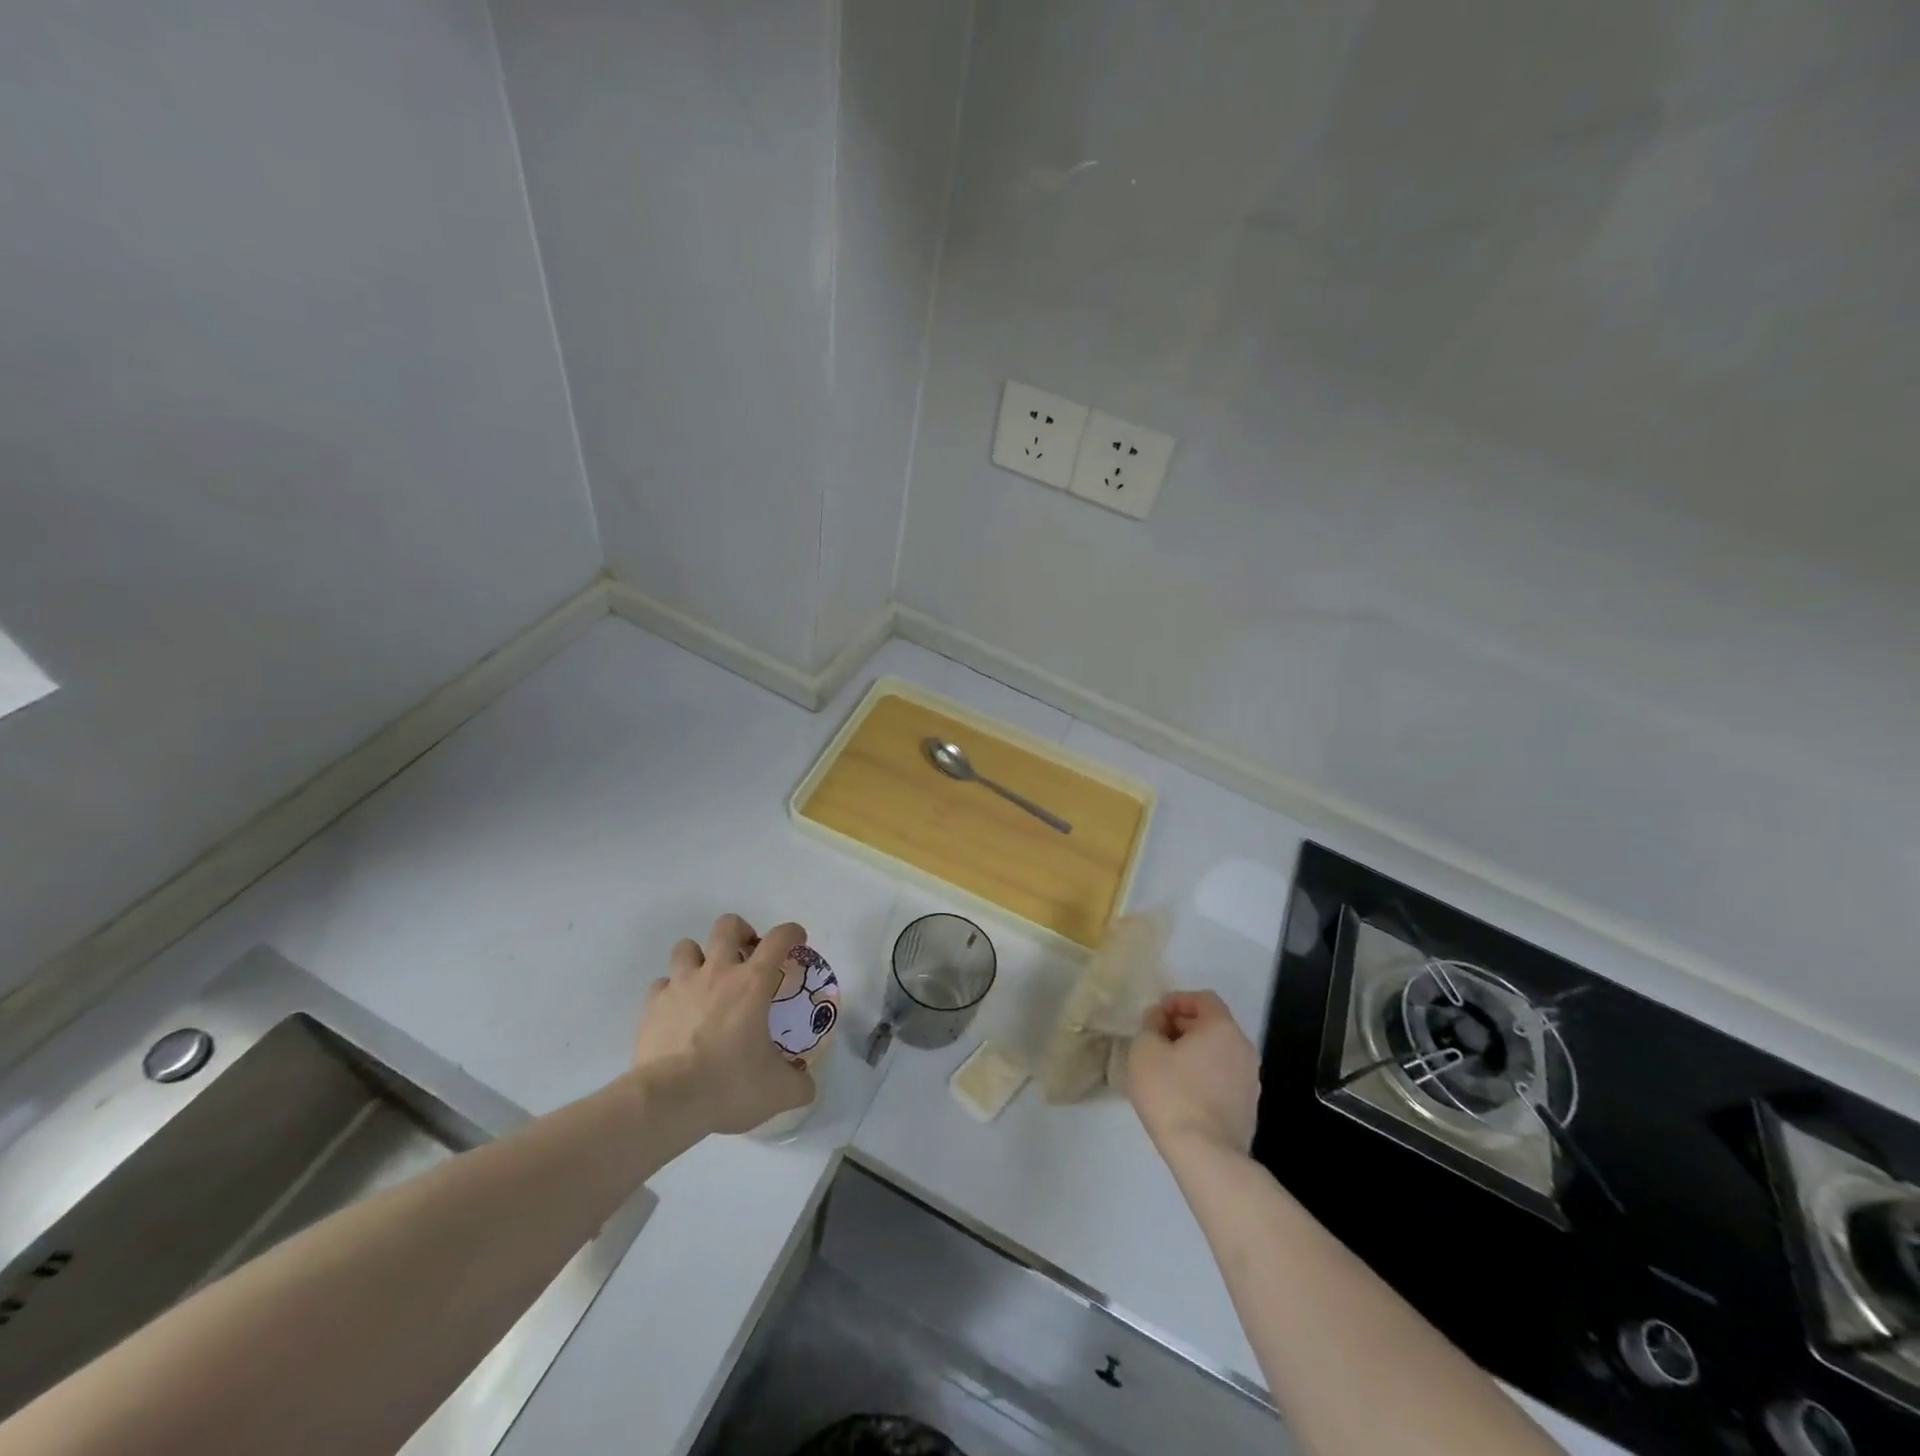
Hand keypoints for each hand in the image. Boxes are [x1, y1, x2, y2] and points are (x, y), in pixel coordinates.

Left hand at [632, 914, 814, 1134]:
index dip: (792, 932)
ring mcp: (681, 985)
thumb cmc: (728, 1085)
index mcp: (753, 983)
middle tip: (747, 956)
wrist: (666, 1101)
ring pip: (687, 946)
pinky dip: (672, 990)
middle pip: (727, 925)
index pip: (779, 938)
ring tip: (707, 980)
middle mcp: (717, 973)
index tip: (797, 941)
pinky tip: (679, 1010)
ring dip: (700, 957)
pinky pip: (662, 983)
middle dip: (740, 932)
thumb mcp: (778, 1093)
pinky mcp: (653, 1005)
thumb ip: (799, 1085)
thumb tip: (806, 1085)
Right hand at [1127, 991, 1259, 1157]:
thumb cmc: (1172, 1093)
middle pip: (1212, 1025)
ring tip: (1165, 1066)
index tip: (1155, 1014)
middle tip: (1156, 1038)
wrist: (1205, 1155)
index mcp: (1222, 1029)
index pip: (1203, 999)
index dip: (1177, 1000)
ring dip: (1193, 1052)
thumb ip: (1150, 1025)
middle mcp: (1243, 1049)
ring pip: (1218, 1053)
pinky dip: (1203, 1075)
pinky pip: (1221, 1078)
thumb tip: (1159, 1020)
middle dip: (1183, 1026)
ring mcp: (1250, 1081)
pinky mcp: (1248, 1108)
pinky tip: (1181, 1091)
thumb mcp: (1145, 1050)